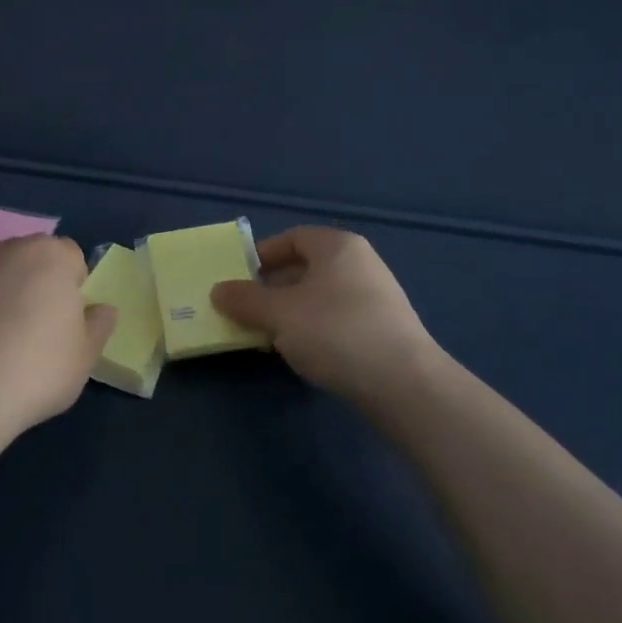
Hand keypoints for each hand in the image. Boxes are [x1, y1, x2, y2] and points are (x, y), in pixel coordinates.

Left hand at [0, 235, 115, 444]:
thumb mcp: (86, 355)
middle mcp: (12, 250)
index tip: (69, 321)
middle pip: (36, 259)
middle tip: (42, 328)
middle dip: (42, 284)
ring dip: (11, 294)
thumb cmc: (38, 368)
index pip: (73, 257)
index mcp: (52, 255)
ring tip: (9, 340)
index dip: (75, 287)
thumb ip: (99, 325)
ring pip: (5, 274)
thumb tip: (102, 310)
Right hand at [210, 227, 441, 405]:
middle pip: (306, 268)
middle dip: (272, 288)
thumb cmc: (335, 331)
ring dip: (291, 313)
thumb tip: (218, 290)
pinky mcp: (384, 330)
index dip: (262, 255)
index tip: (238, 279)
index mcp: (337, 246)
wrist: (404, 384)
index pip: (292, 238)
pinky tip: (302, 354)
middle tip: (247, 311)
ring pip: (320, 297)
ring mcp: (376, 297)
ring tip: (268, 337)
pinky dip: (314, 330)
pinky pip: (337, 320)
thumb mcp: (279, 314)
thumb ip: (245, 300)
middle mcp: (360, 263)